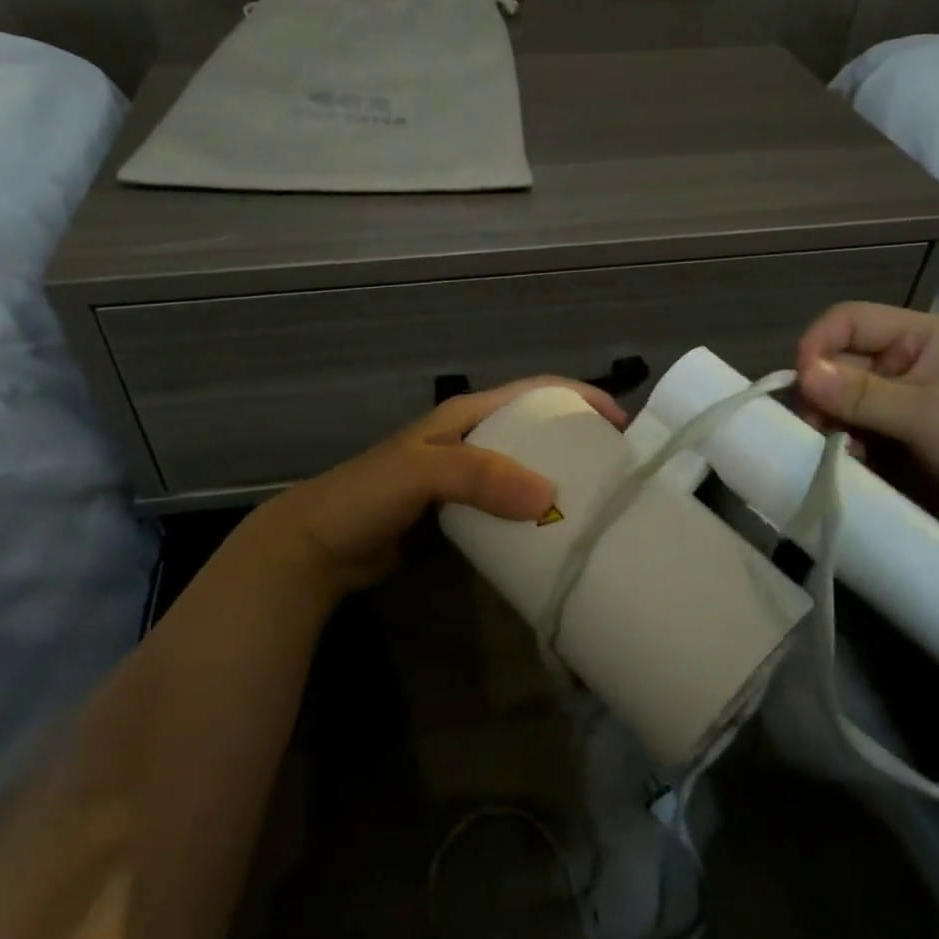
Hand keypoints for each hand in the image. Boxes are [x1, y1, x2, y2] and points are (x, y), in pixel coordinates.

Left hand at [226, 377, 626, 607]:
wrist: (318, 546)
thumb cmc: (366, 495)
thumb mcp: (421, 472)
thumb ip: (480, 477)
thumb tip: (548, 497)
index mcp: (466, 415)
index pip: (533, 392)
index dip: (577, 398)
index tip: (620, 423)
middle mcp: (471, 440)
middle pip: (535, 431)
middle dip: (576, 443)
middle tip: (617, 472)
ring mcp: (465, 479)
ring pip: (524, 472)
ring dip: (557, 482)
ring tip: (597, 504)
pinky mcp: (460, 514)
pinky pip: (507, 507)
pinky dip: (533, 515)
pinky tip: (554, 534)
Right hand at [795, 302, 938, 574]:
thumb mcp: (929, 415)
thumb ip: (862, 394)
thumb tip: (799, 375)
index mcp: (920, 339)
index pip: (849, 321)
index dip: (819, 344)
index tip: (804, 384)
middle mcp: (902, 366)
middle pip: (835, 362)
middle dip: (819, 392)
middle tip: (815, 427)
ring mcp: (894, 407)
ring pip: (835, 402)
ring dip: (826, 423)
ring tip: (832, 449)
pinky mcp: (889, 445)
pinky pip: (845, 434)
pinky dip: (837, 446)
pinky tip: (848, 463)